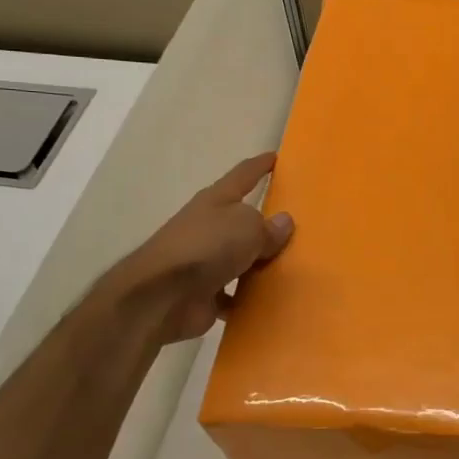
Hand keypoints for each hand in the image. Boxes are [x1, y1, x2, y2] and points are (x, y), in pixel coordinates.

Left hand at [114, 154, 293, 344]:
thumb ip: (269, 227)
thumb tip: (282, 223)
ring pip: (238, 258)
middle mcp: (208, 226)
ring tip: (290, 267)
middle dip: (262, 221)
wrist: (163, 295)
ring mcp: (203, 261)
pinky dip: (247, 297)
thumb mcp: (248, 227)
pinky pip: (234, 293)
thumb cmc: (207, 247)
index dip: (260, 166)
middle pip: (240, 219)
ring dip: (257, 263)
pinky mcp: (202, 293)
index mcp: (216, 201)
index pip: (243, 175)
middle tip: (294, 224)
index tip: (275, 157)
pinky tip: (269, 301)